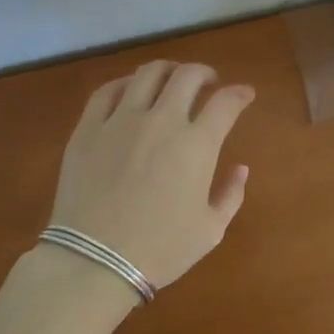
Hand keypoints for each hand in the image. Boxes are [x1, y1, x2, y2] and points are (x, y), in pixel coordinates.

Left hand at [48, 61, 255, 290]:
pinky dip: (126, 83)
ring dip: (168, 70)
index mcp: (197, 144)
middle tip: (208, 83)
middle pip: (188, 75)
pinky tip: (131, 91)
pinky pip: (107, 91)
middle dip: (205, 73)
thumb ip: (231, 195)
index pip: (226, 102)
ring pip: (148, 73)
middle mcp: (162, 121)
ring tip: (171, 80)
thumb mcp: (210, 230)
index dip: (240, 93)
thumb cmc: (159, 250)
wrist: (94, 262)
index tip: (245, 94)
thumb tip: (241, 168)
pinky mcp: (88, 128)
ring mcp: (121, 120)